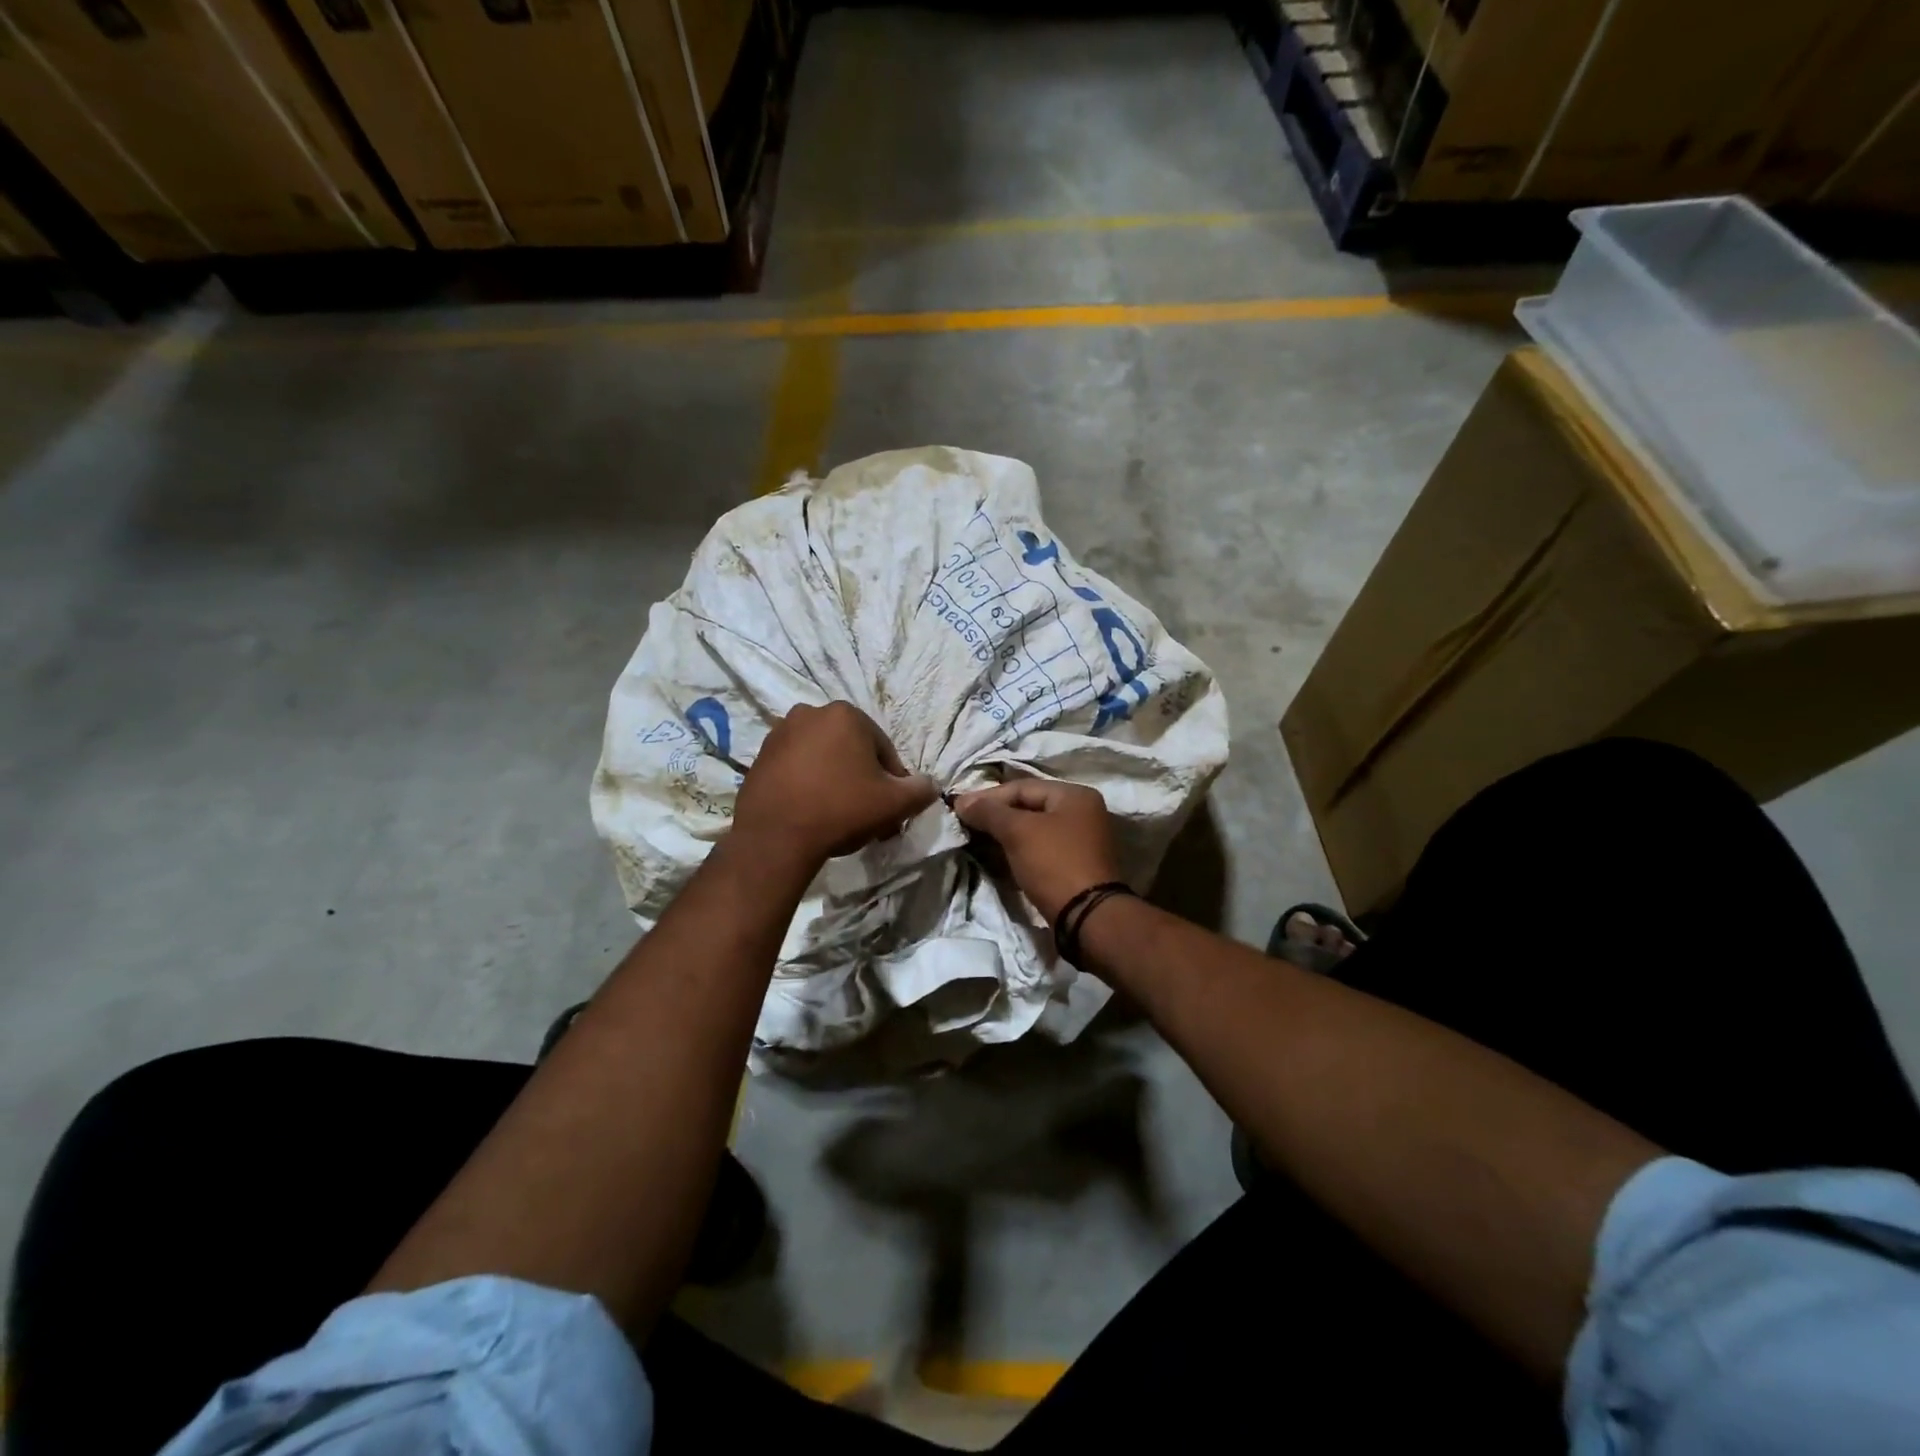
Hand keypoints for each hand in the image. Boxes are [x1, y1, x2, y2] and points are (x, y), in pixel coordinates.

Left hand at [733, 702, 937, 863]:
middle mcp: (810, 713)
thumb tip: (929, 785)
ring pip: (823, 759)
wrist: (775, 838)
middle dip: (862, 780)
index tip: (890, 810)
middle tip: (867, 815)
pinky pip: (796, 769)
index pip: (883, 750)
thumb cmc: (841, 809)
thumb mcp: (895, 803)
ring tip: (838, 817)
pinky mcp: (759, 757)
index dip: (892, 782)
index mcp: (846, 714)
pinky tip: (812, 812)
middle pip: (851, 751)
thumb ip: (921, 789)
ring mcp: (779, 733)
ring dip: (835, 781)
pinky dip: (808, 785)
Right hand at [953, 778, 1120, 922]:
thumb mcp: (1018, 832)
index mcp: (1074, 795)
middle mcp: (1082, 812)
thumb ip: (989, 813)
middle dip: (996, 816)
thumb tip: (962, 802)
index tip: (959, 809)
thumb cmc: (1054, 863)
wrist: (1087, 917)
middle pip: (1029, 806)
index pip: (1022, 787)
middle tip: (965, 824)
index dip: (988, 797)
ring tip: (976, 840)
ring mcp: (1081, 840)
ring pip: (1034, 829)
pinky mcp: (1075, 865)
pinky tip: (998, 857)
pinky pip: (1040, 848)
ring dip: (1005, 834)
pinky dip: (1019, 850)